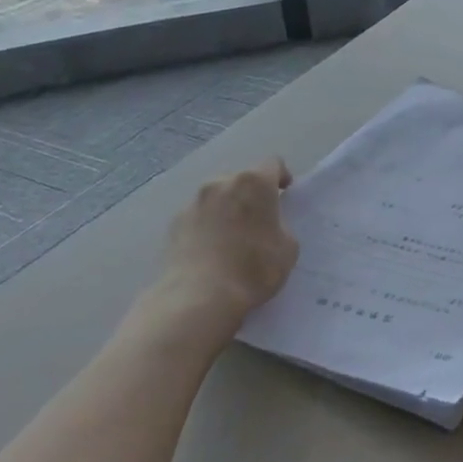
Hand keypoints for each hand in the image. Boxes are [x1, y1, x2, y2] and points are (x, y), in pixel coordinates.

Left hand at [153, 158, 298, 322]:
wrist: (199, 297)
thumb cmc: (253, 269)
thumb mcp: (288, 248)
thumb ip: (281, 227)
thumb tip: (268, 226)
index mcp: (254, 183)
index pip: (273, 164)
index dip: (281, 178)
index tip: (284, 196)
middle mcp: (221, 183)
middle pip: (242, 179)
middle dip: (251, 195)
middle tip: (258, 221)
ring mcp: (194, 201)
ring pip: (217, 196)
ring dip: (227, 208)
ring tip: (231, 238)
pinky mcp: (174, 222)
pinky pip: (198, 216)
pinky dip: (207, 226)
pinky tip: (211, 251)